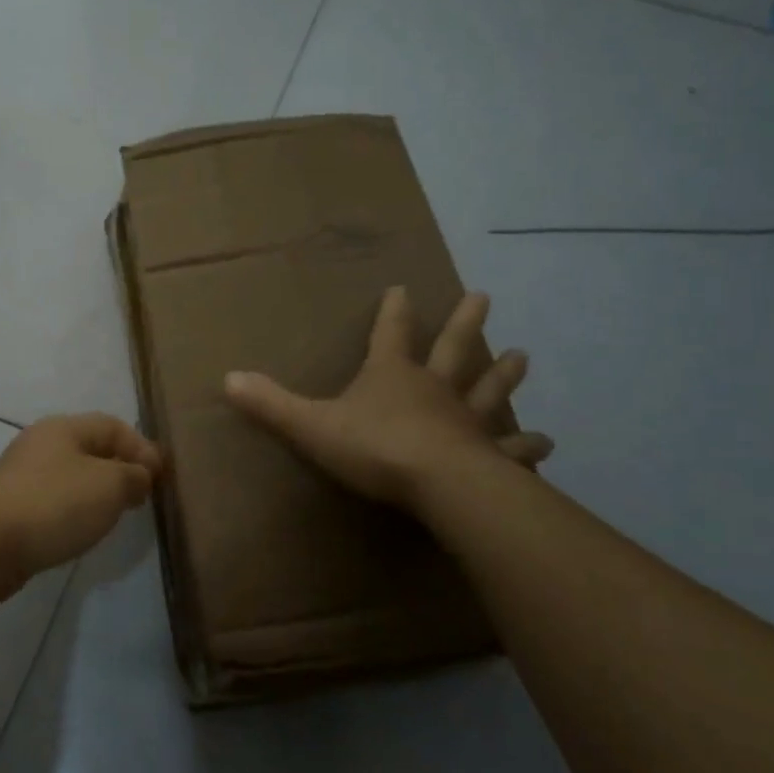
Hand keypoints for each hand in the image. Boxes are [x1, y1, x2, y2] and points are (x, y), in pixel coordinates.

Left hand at [0, 413, 162, 591]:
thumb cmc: (55, 504)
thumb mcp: (109, 485)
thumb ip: (133, 476)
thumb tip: (139, 476)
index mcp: (64, 428)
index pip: (113, 426)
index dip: (142, 447)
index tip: (161, 478)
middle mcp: (41, 444)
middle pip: (91, 448)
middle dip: (121, 468)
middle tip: (142, 495)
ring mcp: (22, 476)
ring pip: (72, 475)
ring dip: (98, 490)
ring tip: (116, 514)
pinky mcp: (12, 507)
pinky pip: (55, 500)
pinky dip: (75, 509)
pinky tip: (82, 529)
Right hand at [223, 287, 552, 508]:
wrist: (437, 484)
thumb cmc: (374, 447)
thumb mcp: (312, 425)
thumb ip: (271, 404)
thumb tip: (227, 378)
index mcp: (392, 375)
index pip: (391, 333)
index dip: (394, 311)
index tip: (404, 288)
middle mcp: (434, 388)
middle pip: (453, 348)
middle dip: (465, 322)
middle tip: (484, 296)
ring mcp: (467, 420)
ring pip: (488, 389)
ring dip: (504, 374)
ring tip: (524, 356)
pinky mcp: (490, 455)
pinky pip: (511, 447)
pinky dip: (527, 445)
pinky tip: (547, 443)